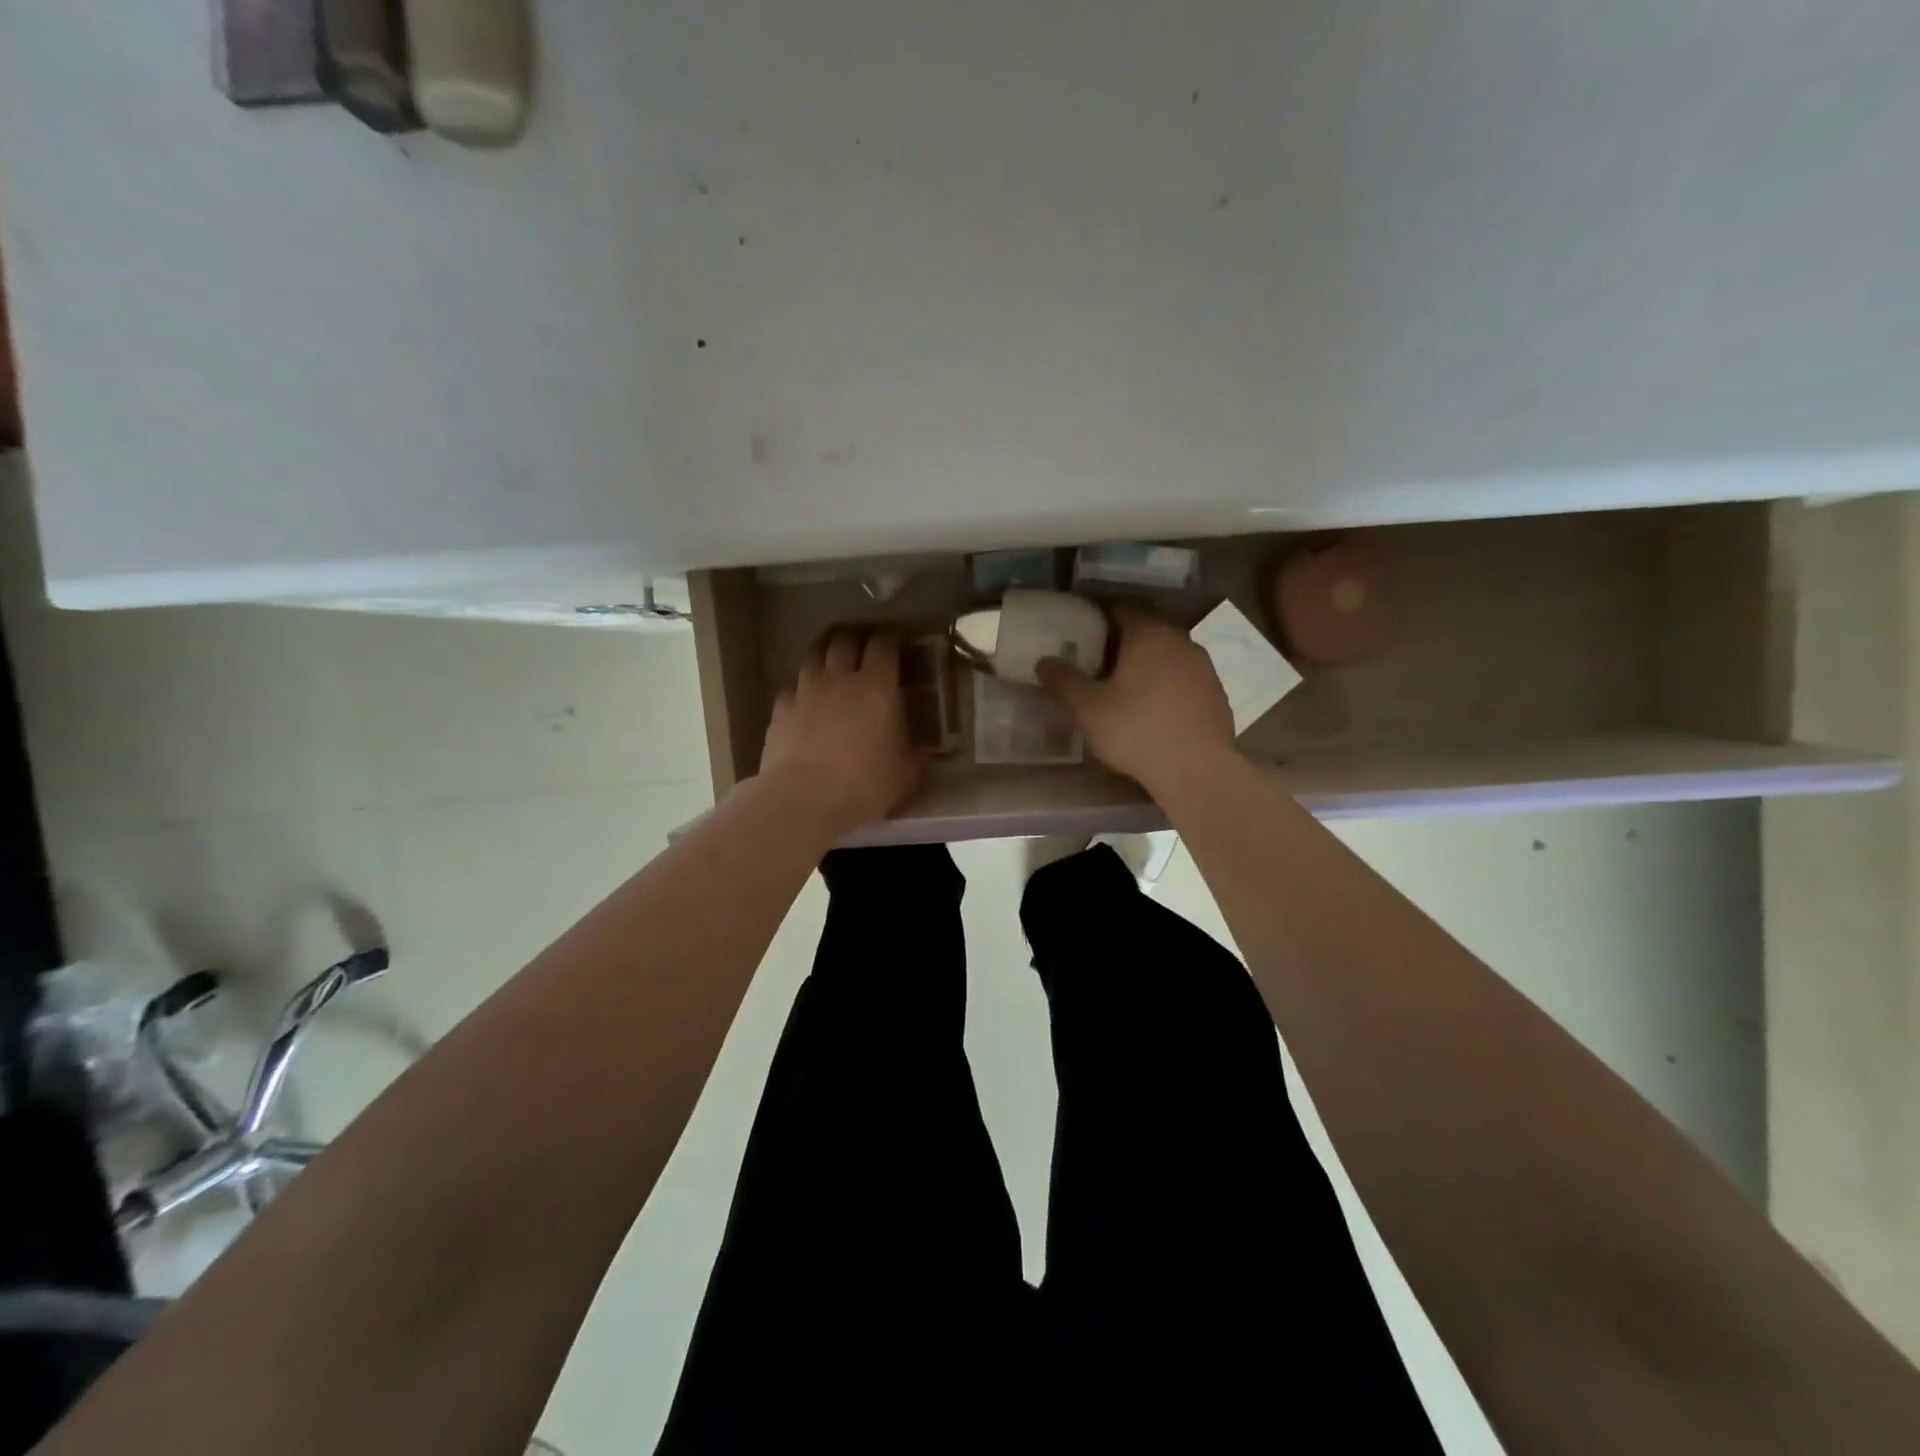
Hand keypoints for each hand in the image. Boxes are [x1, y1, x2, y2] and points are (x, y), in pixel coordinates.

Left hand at [759, 628, 925, 835]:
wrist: (804, 799)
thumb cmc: (864, 783)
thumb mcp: (906, 774)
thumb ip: (916, 756)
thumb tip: (924, 752)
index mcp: (876, 687)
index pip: (884, 646)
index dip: (891, 638)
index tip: (897, 641)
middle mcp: (839, 679)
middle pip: (844, 640)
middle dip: (855, 636)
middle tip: (863, 643)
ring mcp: (805, 691)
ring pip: (812, 655)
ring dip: (824, 653)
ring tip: (831, 660)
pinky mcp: (780, 710)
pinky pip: (790, 688)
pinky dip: (799, 688)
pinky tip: (803, 700)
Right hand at [1037, 605, 1236, 794]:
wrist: (1197, 770)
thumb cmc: (1136, 731)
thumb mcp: (1087, 708)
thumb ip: (1063, 680)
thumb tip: (1044, 662)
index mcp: (1149, 634)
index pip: (1123, 609)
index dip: (1101, 620)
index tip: (1084, 638)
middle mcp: (1181, 641)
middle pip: (1148, 631)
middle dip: (1124, 644)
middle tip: (1099, 666)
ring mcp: (1204, 668)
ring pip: (1169, 656)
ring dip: (1149, 666)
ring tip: (1126, 691)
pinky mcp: (1217, 695)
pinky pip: (1185, 680)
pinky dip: (1168, 688)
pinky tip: (1155, 713)